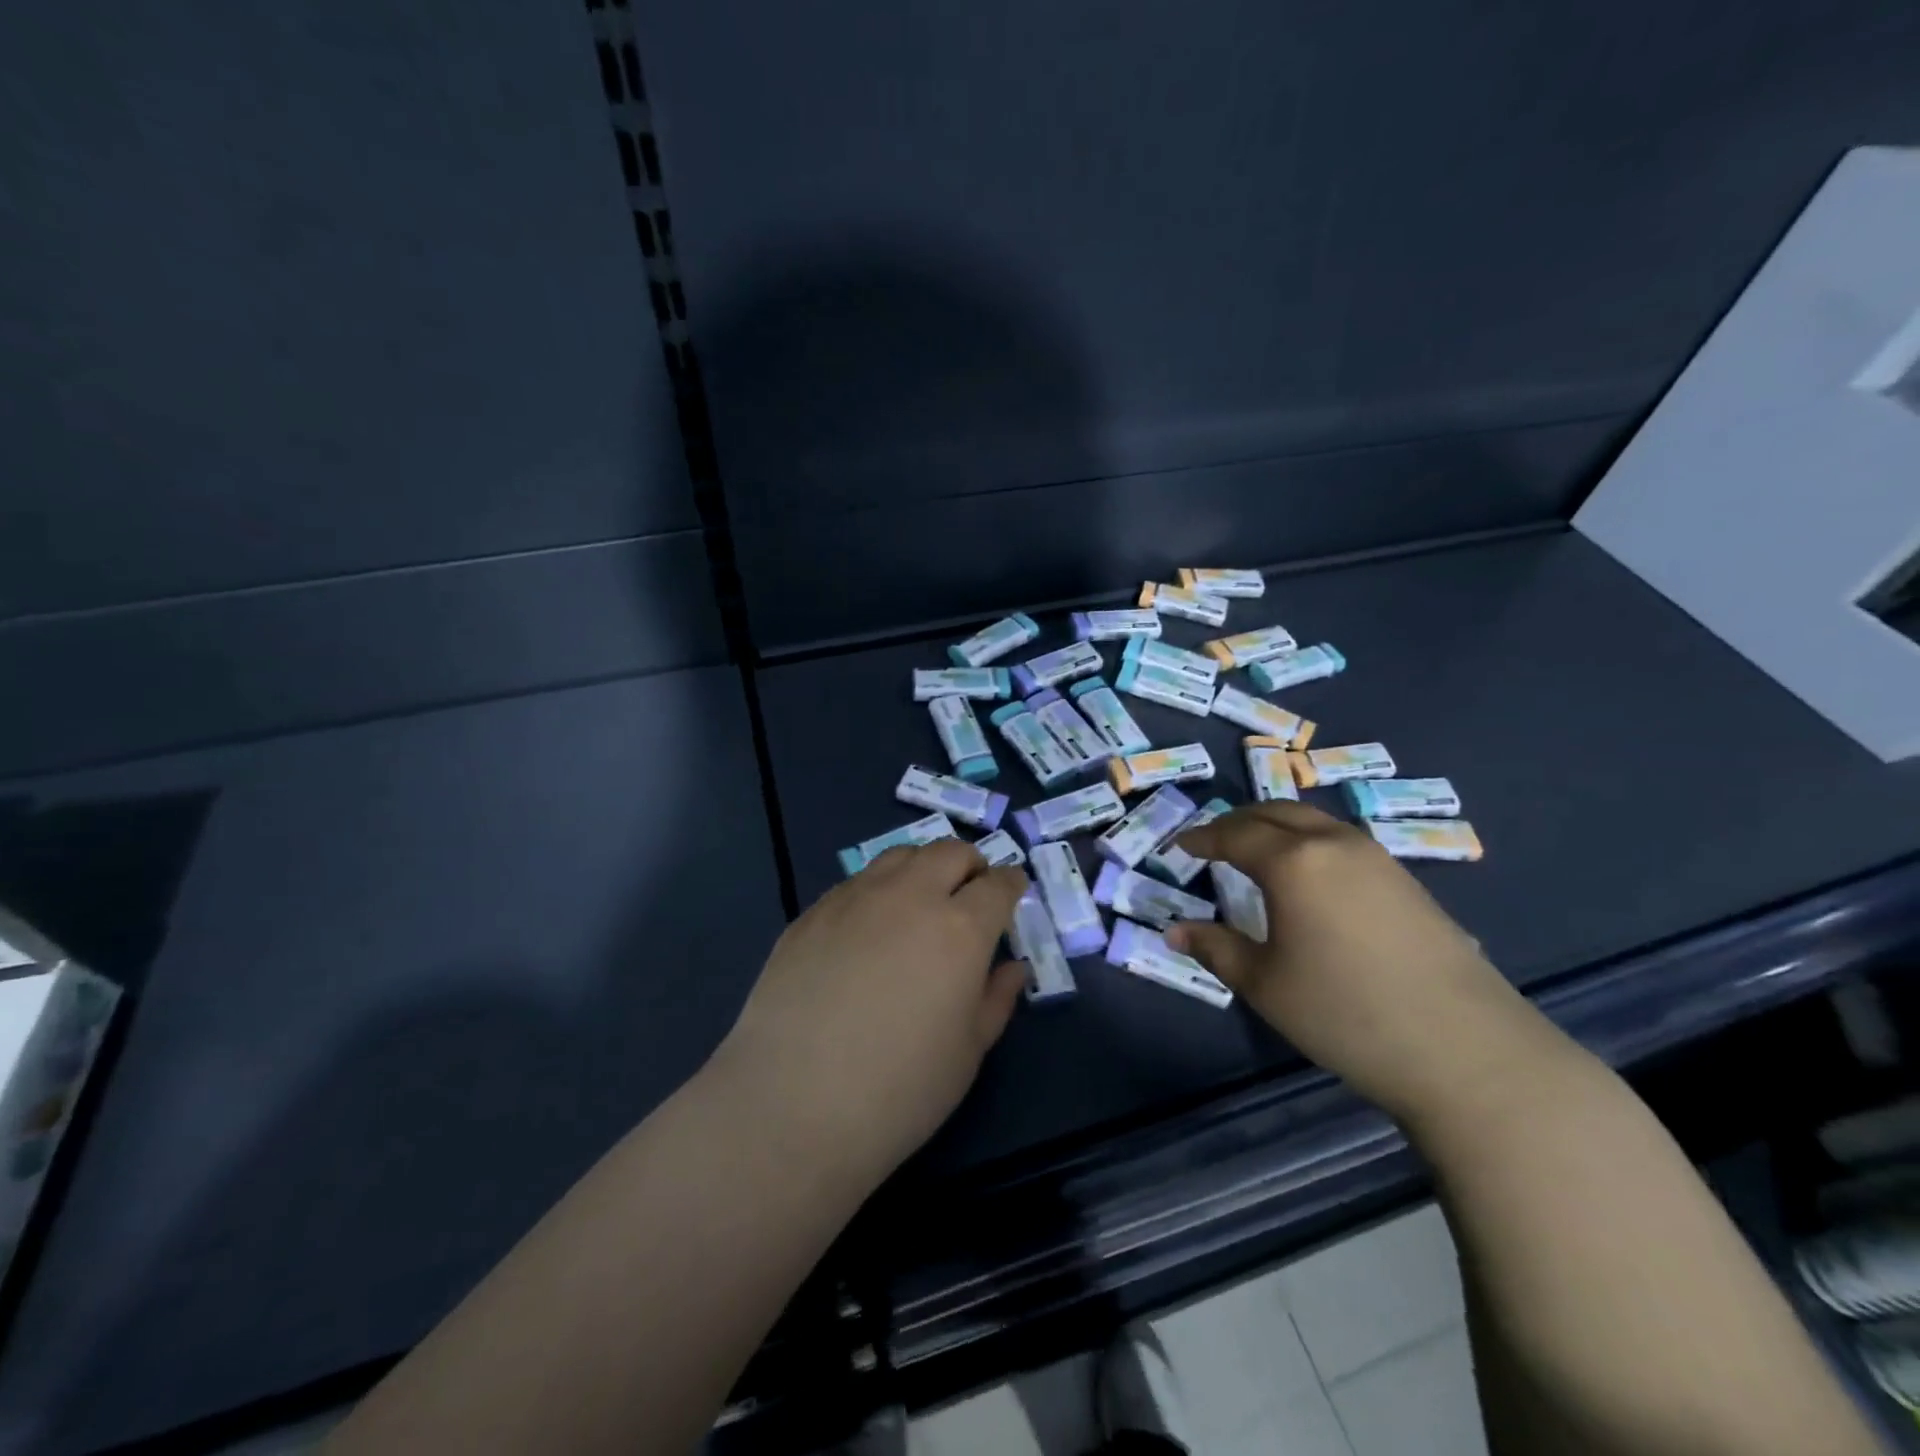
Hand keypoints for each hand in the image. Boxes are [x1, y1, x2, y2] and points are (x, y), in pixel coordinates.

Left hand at [711, 841, 1026, 1186]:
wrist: (792, 1105)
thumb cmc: (900, 1090)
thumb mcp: (968, 1052)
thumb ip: (996, 999)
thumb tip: (1011, 967)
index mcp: (959, 928)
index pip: (997, 884)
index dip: (1011, 883)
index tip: (1014, 891)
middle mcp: (909, 897)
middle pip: (949, 852)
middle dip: (970, 864)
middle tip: (971, 892)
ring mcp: (854, 899)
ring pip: (900, 855)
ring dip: (923, 868)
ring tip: (921, 900)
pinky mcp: (812, 913)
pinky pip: (857, 882)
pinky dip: (879, 890)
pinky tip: (869, 928)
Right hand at [1165, 803, 1535, 1120]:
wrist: (1467, 1051)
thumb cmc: (1346, 1014)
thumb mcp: (1265, 985)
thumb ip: (1216, 948)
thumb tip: (1174, 932)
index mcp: (1293, 862)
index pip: (1235, 835)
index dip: (1203, 838)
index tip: (1181, 846)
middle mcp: (1334, 844)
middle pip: (1276, 813)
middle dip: (1238, 821)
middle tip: (1213, 840)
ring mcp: (1377, 859)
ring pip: (1314, 822)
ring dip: (1277, 827)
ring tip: (1256, 852)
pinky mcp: (1407, 881)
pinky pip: (1342, 841)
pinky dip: (1309, 842)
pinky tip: (1309, 876)